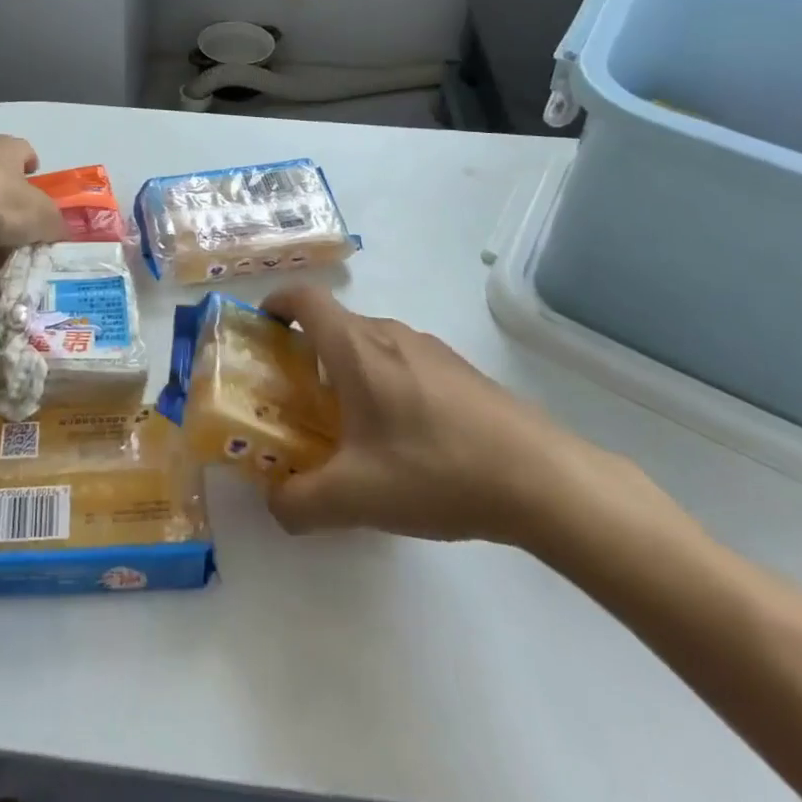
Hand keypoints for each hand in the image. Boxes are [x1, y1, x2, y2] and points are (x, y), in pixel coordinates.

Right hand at [261, 286, 659, 547]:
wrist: (541, 477)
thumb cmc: (436, 470)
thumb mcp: (356, 498)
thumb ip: (299, 502)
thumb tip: (276, 503)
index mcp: (356, 347)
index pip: (304, 298)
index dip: (276, 304)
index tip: (261, 329)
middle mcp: (389, 333)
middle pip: (335, 325)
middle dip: (307, 353)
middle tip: (297, 400)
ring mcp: (429, 348)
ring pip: (371, 345)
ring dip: (348, 371)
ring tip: (350, 428)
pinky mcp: (460, 370)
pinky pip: (404, 362)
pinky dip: (384, 384)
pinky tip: (404, 441)